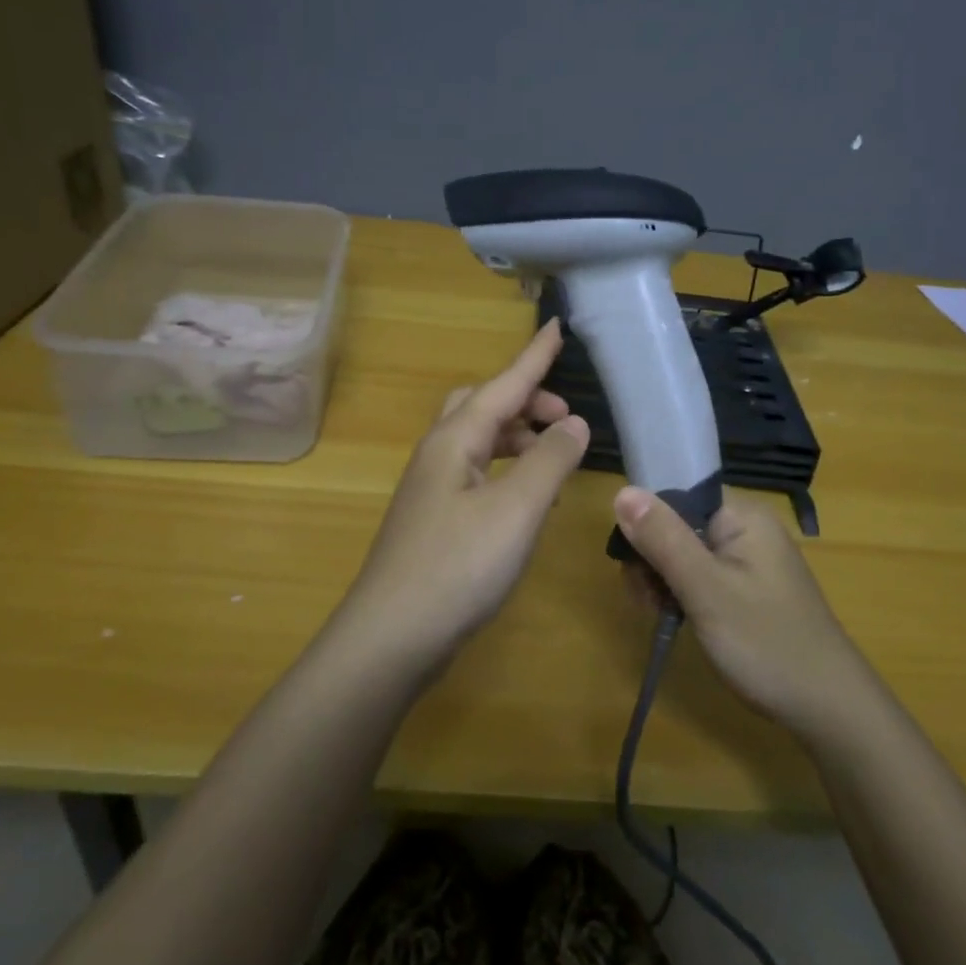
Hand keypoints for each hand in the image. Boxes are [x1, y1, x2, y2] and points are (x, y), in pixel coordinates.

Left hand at [339, 320, 588, 672]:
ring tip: (554, 453)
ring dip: (516, 435)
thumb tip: (574, 423)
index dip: (534, 357)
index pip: (503, 384)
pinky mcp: (434, 520)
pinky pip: (475, 472)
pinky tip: (525, 495)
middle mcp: (438, 455)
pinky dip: (506, 467)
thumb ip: (549, 461)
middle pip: (481, 405)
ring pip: (477, 440)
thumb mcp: (516, 510)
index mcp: (454, 440)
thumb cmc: (457, 566)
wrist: (391, 637)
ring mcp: (431, 489)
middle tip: (565, 417)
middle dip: (525, 399)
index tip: (557, 326)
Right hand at [614, 486, 861, 731]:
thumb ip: (663, 539)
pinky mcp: (745, 587)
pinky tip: (675, 619)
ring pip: (682, 552)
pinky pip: (698, 574)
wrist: (828, 708)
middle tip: (649, 601)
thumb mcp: (706, 590)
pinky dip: (680, 593)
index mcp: (741, 516)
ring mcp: (747, 559)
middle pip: (675, 523)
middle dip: (651, 558)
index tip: (633, 563)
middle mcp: (745, 528)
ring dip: (662, 579)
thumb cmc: (766, 643)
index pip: (676, 494)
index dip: (647, 522)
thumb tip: (622, 491)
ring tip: (661, 615)